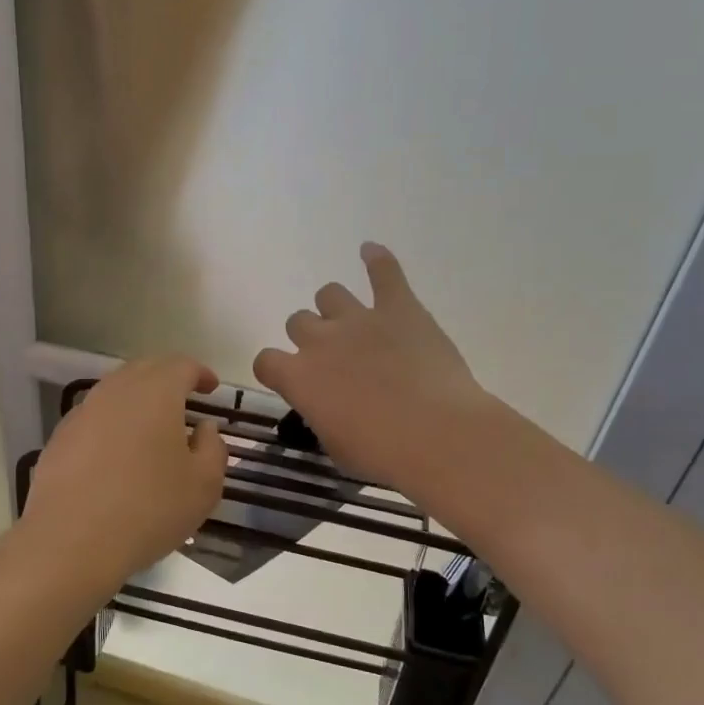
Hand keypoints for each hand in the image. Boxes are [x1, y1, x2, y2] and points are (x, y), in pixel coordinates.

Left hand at [23, 357, 228, 593]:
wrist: (71, 542)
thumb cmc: (149, 509)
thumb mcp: (204, 486)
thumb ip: (213, 448)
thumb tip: (205, 429)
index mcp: (156, 392)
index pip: (182, 365)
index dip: (201, 373)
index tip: (212, 388)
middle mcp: (116, 391)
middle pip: (145, 369)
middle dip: (168, 378)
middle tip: (185, 398)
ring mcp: (83, 412)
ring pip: (116, 390)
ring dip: (138, 399)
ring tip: (153, 425)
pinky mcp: (60, 438)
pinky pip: (94, 417)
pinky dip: (113, 422)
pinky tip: (119, 452)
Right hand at [253, 244, 492, 489]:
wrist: (437, 435)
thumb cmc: (382, 454)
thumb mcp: (336, 445)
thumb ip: (321, 415)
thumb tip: (325, 405)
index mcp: (298, 377)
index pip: (266, 360)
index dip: (276, 369)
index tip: (290, 379)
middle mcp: (319, 340)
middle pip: (298, 322)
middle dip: (311, 339)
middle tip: (335, 361)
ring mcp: (359, 318)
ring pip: (330, 294)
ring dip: (335, 308)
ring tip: (354, 324)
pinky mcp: (399, 307)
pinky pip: (384, 272)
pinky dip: (377, 260)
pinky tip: (371, 251)